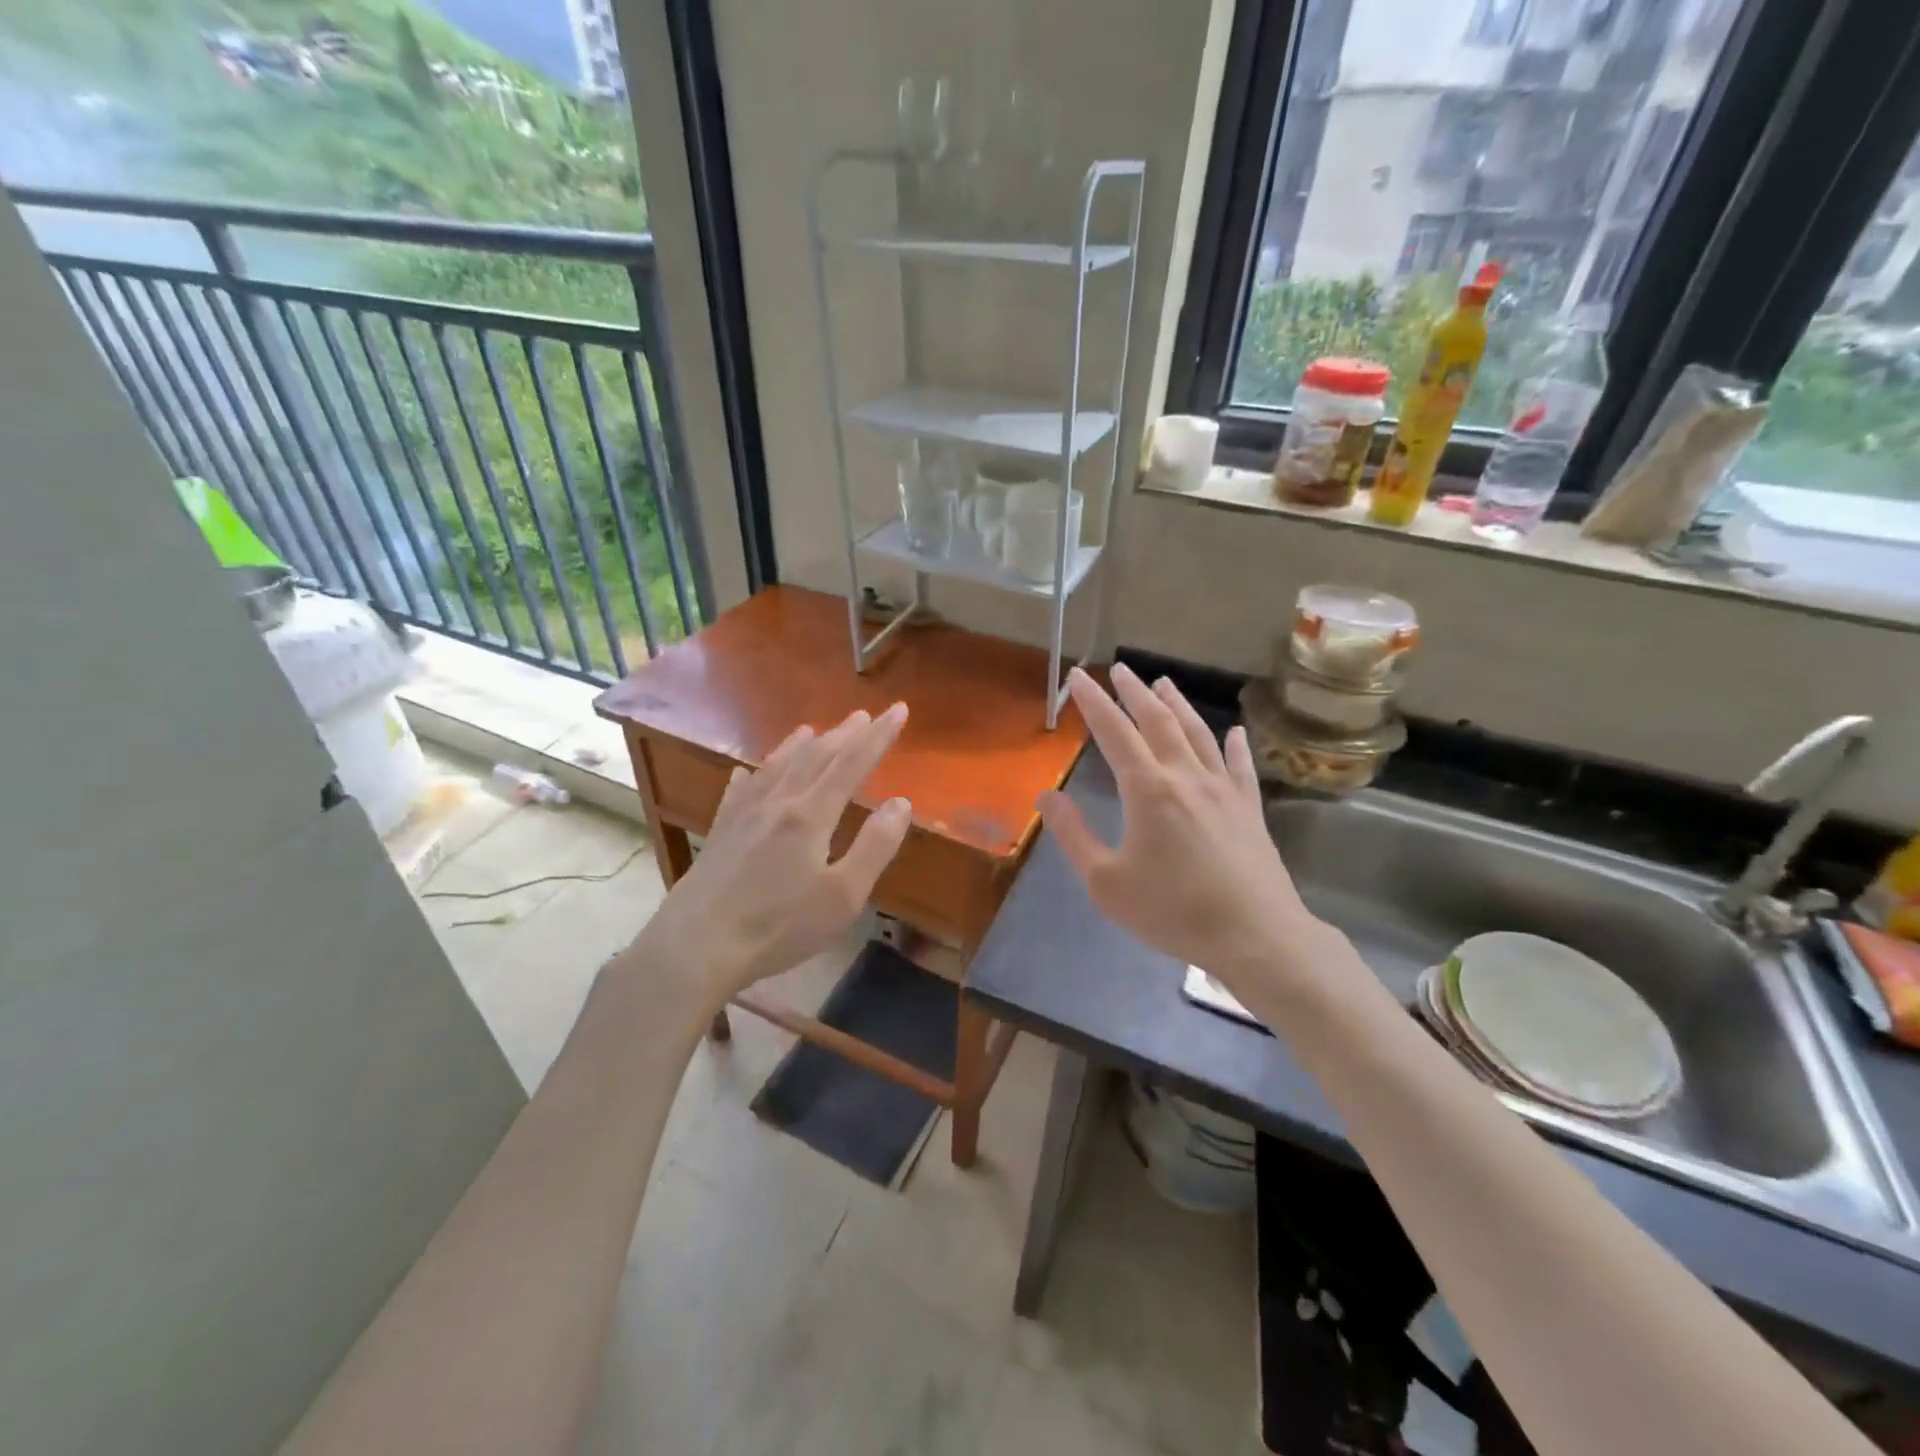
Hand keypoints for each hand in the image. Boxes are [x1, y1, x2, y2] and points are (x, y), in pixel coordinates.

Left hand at [638, 705, 912, 1003]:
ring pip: (776, 767)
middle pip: (815, 758)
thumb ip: (874, 847)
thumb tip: (901, 803)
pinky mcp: (720, 832)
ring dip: (799, 746)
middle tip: (863, 715)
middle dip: (844, 734)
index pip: (852, 764)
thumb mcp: (843, 896)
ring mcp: (743, 814)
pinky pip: (738, 791)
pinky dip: (751, 776)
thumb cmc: (779, 926)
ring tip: (811, 729)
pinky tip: (747, 773)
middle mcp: (777, 802)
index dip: (878, 737)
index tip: (899, 710)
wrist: (697, 945)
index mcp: (811, 815)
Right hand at [1038, 665, 1330, 995]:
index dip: (1094, 702)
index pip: (1114, 732)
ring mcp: (1223, 790)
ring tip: (1163, 682)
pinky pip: (1240, 766)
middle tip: (1119, 669)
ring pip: (1198, 734)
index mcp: (1148, 790)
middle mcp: (1186, 777)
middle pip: (1158, 721)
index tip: (1079, 676)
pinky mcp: (1249, 809)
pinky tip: (1234, 730)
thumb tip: (1045, 796)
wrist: (1255, 936)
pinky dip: (1234, 744)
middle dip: (1134, 692)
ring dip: (1178, 705)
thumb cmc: (1172, 911)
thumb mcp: (1106, 882)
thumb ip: (1073, 835)